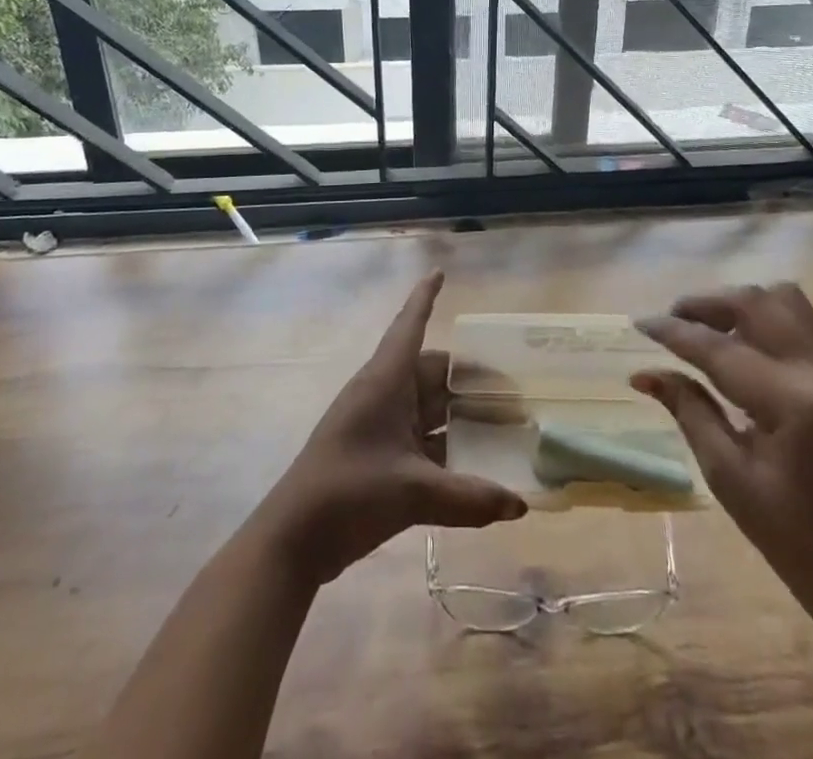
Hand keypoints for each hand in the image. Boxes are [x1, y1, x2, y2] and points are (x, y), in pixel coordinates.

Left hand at [254, 271, 526, 586]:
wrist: (293, 540)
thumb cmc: (348, 492)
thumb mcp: (412, 491)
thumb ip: (468, 497)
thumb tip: (519, 504)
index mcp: (385, 381)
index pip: (409, 325)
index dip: (425, 298)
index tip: (440, 271)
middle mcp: (384, 394)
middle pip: (431, 372)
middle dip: (466, 376)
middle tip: (510, 384)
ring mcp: (379, 426)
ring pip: (428, 408)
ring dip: (459, 414)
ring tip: (502, 421)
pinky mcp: (378, 457)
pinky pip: (421, 439)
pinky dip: (447, 446)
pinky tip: (476, 463)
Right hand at [632, 283, 812, 646]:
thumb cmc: (791, 537)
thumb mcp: (728, 476)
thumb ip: (688, 410)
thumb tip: (643, 373)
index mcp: (792, 404)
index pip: (719, 349)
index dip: (674, 332)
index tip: (639, 322)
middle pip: (755, 304)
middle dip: (706, 304)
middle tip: (671, 319)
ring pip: (782, 299)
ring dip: (738, 303)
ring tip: (705, 326)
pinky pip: (799, 319)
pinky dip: (763, 316)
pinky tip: (739, 341)